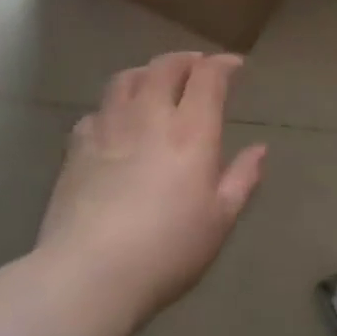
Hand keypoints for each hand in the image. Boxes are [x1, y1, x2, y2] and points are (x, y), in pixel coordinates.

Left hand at [38, 52, 265, 325]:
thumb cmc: (167, 250)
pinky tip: (116, 121)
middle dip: (186, 60)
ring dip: (147, 72)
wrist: (89, 274)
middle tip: (198, 67)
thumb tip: (260, 149)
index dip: (223, 64)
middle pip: (165, 67)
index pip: (208, 77)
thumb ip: (242, 179)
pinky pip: (97, 110)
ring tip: (156, 81)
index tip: (235, 66)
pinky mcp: (77, 148)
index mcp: (191, 131)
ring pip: (126, 78)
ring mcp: (108, 128)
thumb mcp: (219, 220)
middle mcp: (149, 117)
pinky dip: (113, 106)